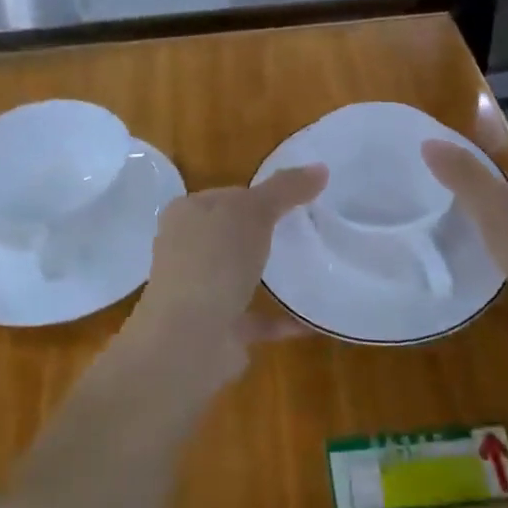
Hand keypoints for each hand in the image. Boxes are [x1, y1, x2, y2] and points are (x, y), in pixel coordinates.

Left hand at [117, 166, 328, 393]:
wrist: (189, 339)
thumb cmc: (214, 260)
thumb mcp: (253, 211)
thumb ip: (285, 189)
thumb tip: (321, 168)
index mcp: (186, 215)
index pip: (227, 196)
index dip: (259, 195)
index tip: (295, 200)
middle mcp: (186, 251)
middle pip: (231, 234)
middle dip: (263, 234)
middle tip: (307, 231)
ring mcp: (198, 292)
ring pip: (238, 276)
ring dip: (267, 275)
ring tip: (309, 268)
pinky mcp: (216, 329)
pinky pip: (255, 318)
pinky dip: (280, 318)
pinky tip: (311, 319)